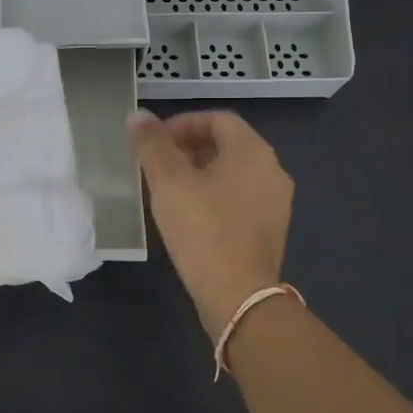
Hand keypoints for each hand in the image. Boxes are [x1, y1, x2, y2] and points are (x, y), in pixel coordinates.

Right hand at [129, 109, 292, 338]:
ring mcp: (274, 202)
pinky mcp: (268, 229)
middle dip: (187, 148)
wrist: (238, 296)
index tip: (153, 143)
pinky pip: (238, 197)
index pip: (217, 119)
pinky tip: (188, 215)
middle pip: (226, 144)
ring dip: (198, 172)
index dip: (182, 123)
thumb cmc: (203, 230)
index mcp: (252, 152)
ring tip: (166, 190)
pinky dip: (212, 195)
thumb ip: (152, 145)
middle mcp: (271, 170)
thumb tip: (138, 116)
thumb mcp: (169, 182)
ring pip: (231, 172)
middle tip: (155, 165)